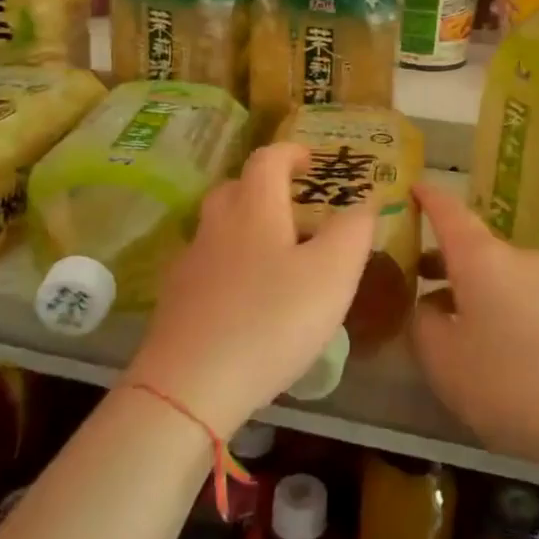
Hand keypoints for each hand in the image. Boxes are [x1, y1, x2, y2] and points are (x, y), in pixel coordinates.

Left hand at [128, 142, 373, 436]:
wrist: (190, 385)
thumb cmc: (272, 320)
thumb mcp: (332, 274)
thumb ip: (352, 232)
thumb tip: (362, 203)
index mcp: (255, 210)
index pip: (267, 160)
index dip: (290, 153)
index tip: (311, 161)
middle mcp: (216, 227)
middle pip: (235, 189)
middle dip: (264, 188)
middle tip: (294, 208)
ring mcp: (190, 264)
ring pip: (218, 228)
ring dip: (245, 227)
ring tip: (276, 256)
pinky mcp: (176, 301)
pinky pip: (207, 267)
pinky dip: (229, 266)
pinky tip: (246, 298)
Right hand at [411, 182, 538, 483]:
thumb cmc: (509, 380)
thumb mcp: (443, 359)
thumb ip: (423, 323)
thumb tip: (430, 306)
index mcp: (480, 257)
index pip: (447, 210)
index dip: (426, 197)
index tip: (409, 186)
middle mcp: (515, 258)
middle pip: (471, 246)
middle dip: (439, 258)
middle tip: (408, 276)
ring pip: (494, 275)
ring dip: (465, 288)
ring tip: (443, 321)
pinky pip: (518, 297)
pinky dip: (492, 307)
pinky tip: (487, 348)